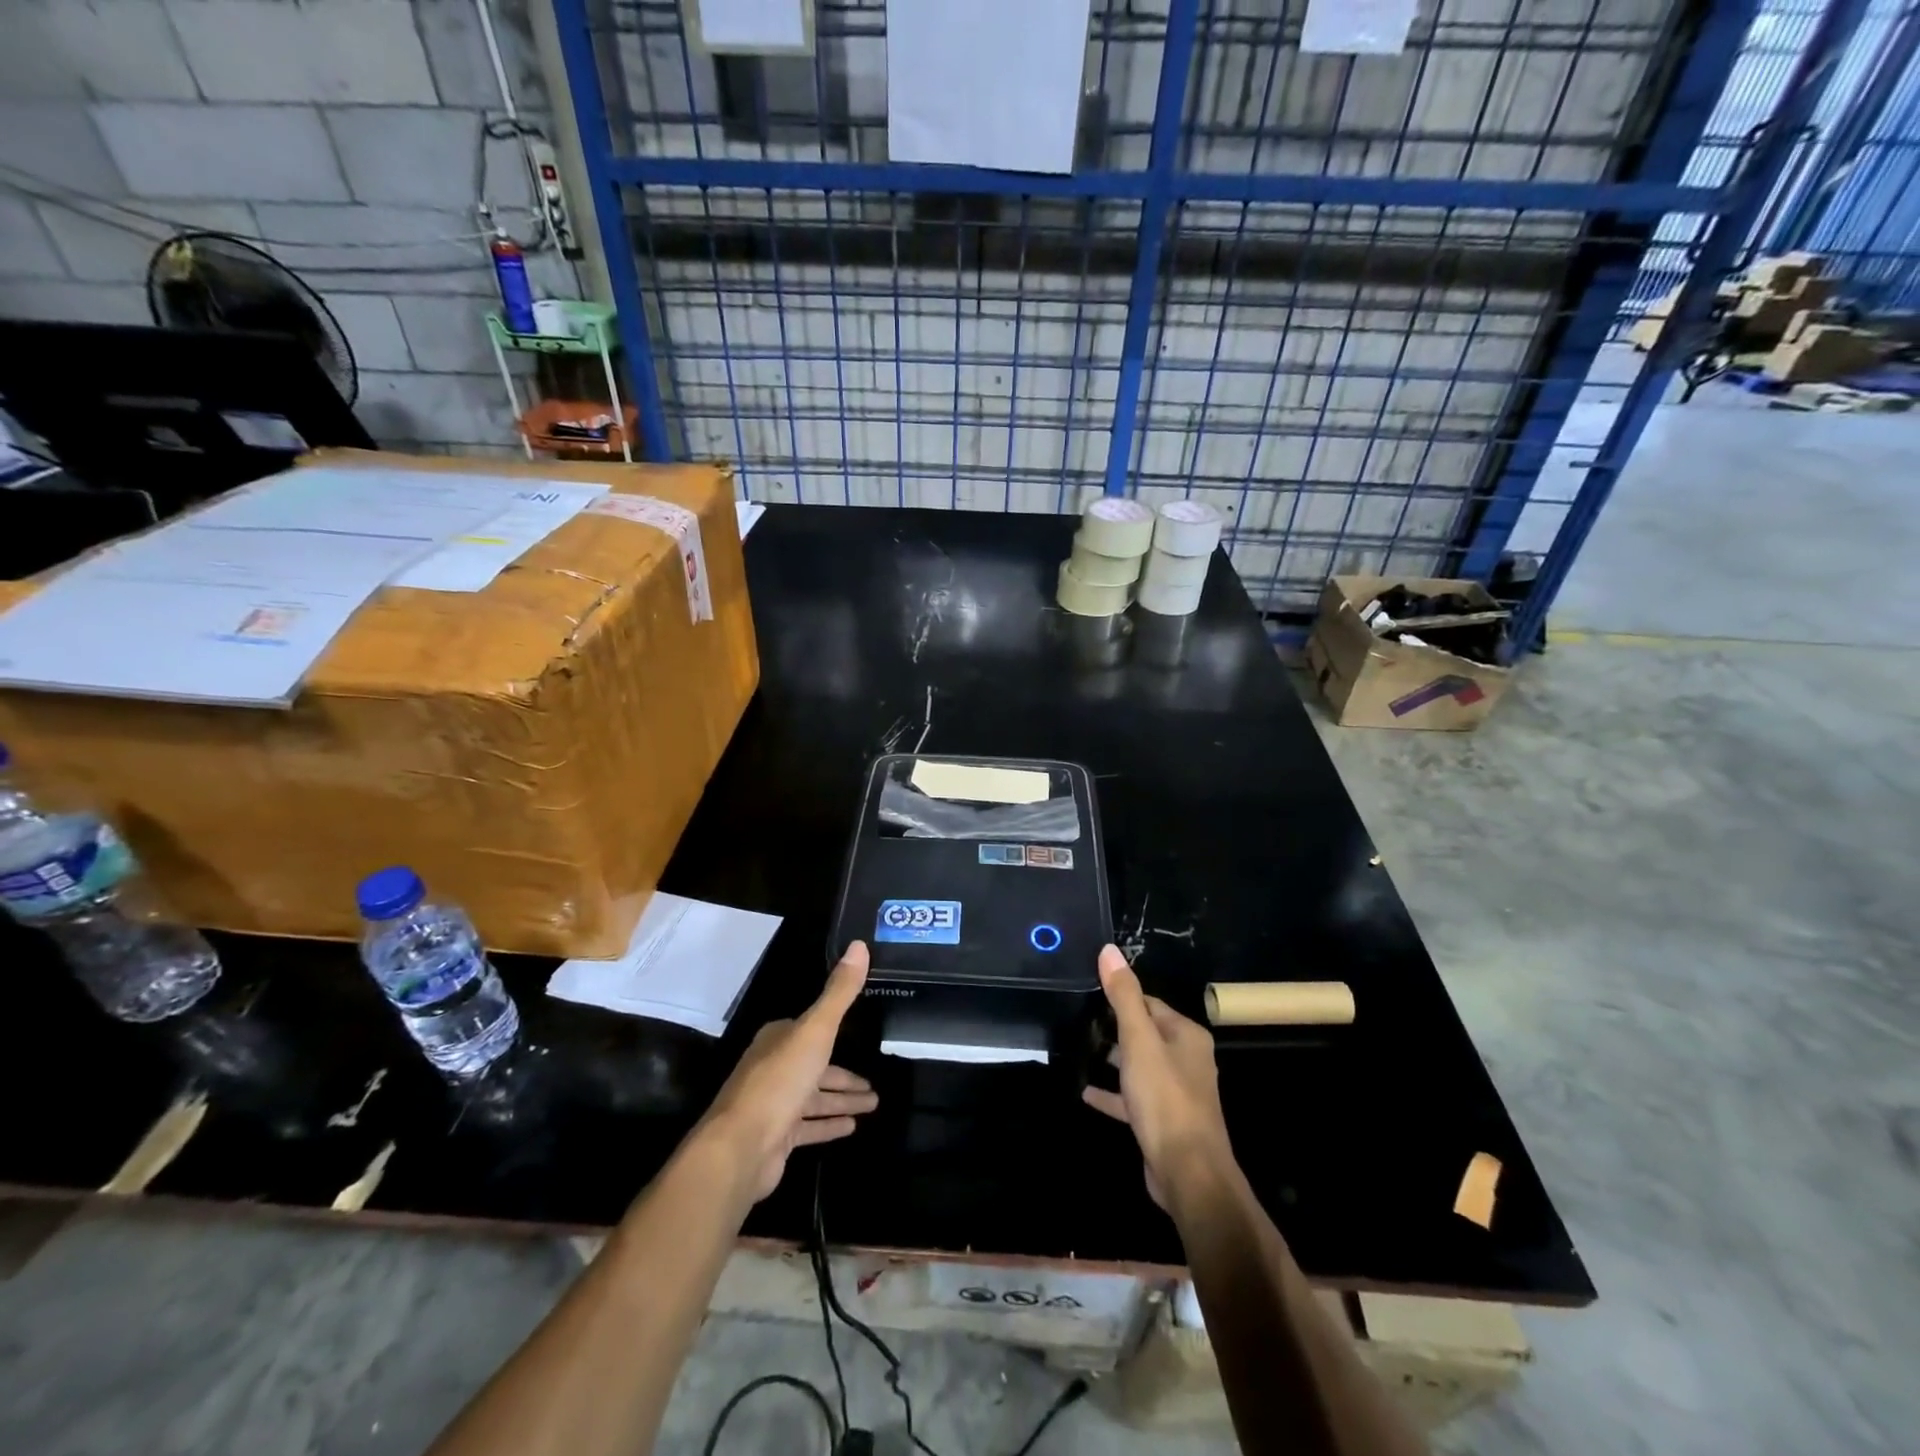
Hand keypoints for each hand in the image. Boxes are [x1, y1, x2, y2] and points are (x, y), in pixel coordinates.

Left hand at [701, 942, 877, 1201]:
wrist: (741, 1146)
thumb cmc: (780, 1081)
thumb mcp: (816, 1029)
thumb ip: (839, 992)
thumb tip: (859, 945)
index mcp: (779, 1039)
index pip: (811, 1030)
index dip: (836, 1033)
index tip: (859, 1036)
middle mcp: (774, 1067)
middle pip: (817, 1067)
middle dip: (845, 1076)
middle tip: (874, 1084)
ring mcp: (774, 1104)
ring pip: (815, 1098)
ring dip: (843, 1100)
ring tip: (873, 1104)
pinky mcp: (776, 1137)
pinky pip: (809, 1126)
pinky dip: (829, 1125)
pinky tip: (852, 1127)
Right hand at [1083, 944, 1237, 1211]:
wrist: (1188, 1174)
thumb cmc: (1165, 1098)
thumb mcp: (1139, 1040)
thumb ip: (1124, 996)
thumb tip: (1109, 949)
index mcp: (1187, 1036)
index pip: (1150, 1003)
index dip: (1121, 997)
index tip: (1089, 993)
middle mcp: (1187, 1060)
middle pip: (1146, 1033)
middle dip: (1115, 1027)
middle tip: (1078, 1020)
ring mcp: (1176, 1093)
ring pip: (1139, 1066)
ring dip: (1113, 1059)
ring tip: (1078, 1049)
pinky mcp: (1163, 1122)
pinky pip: (1133, 1099)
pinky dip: (1112, 1094)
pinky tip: (1086, 1092)